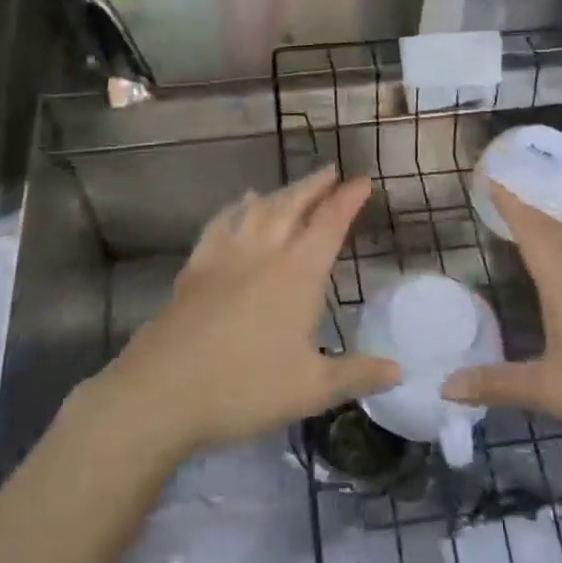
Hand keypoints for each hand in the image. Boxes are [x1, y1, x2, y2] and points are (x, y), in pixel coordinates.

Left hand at [87, 167, 399, 459]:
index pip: (329, 224)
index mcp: (297, 274)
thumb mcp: (311, 389)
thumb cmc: (244, 388)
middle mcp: (263, 254)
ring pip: (257, 210)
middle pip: (292, 206)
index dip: (347, 200)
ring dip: (279, 193)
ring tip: (292, 187)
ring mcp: (224, 257)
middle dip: (314, 186)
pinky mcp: (195, 269)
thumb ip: (357, 374)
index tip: (362, 180)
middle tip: (330, 171)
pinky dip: (234, 210)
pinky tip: (237, 206)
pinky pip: (219, 225)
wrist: (162, 391)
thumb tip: (399, 370)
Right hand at [443, 184, 561, 451]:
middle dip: (531, 214)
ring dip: (559, 233)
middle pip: (558, 233)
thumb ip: (496, 384)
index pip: (533, 233)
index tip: (493, 180)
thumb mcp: (548, 391)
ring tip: (543, 230)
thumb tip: (446, 386)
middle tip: (509, 202)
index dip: (512, 206)